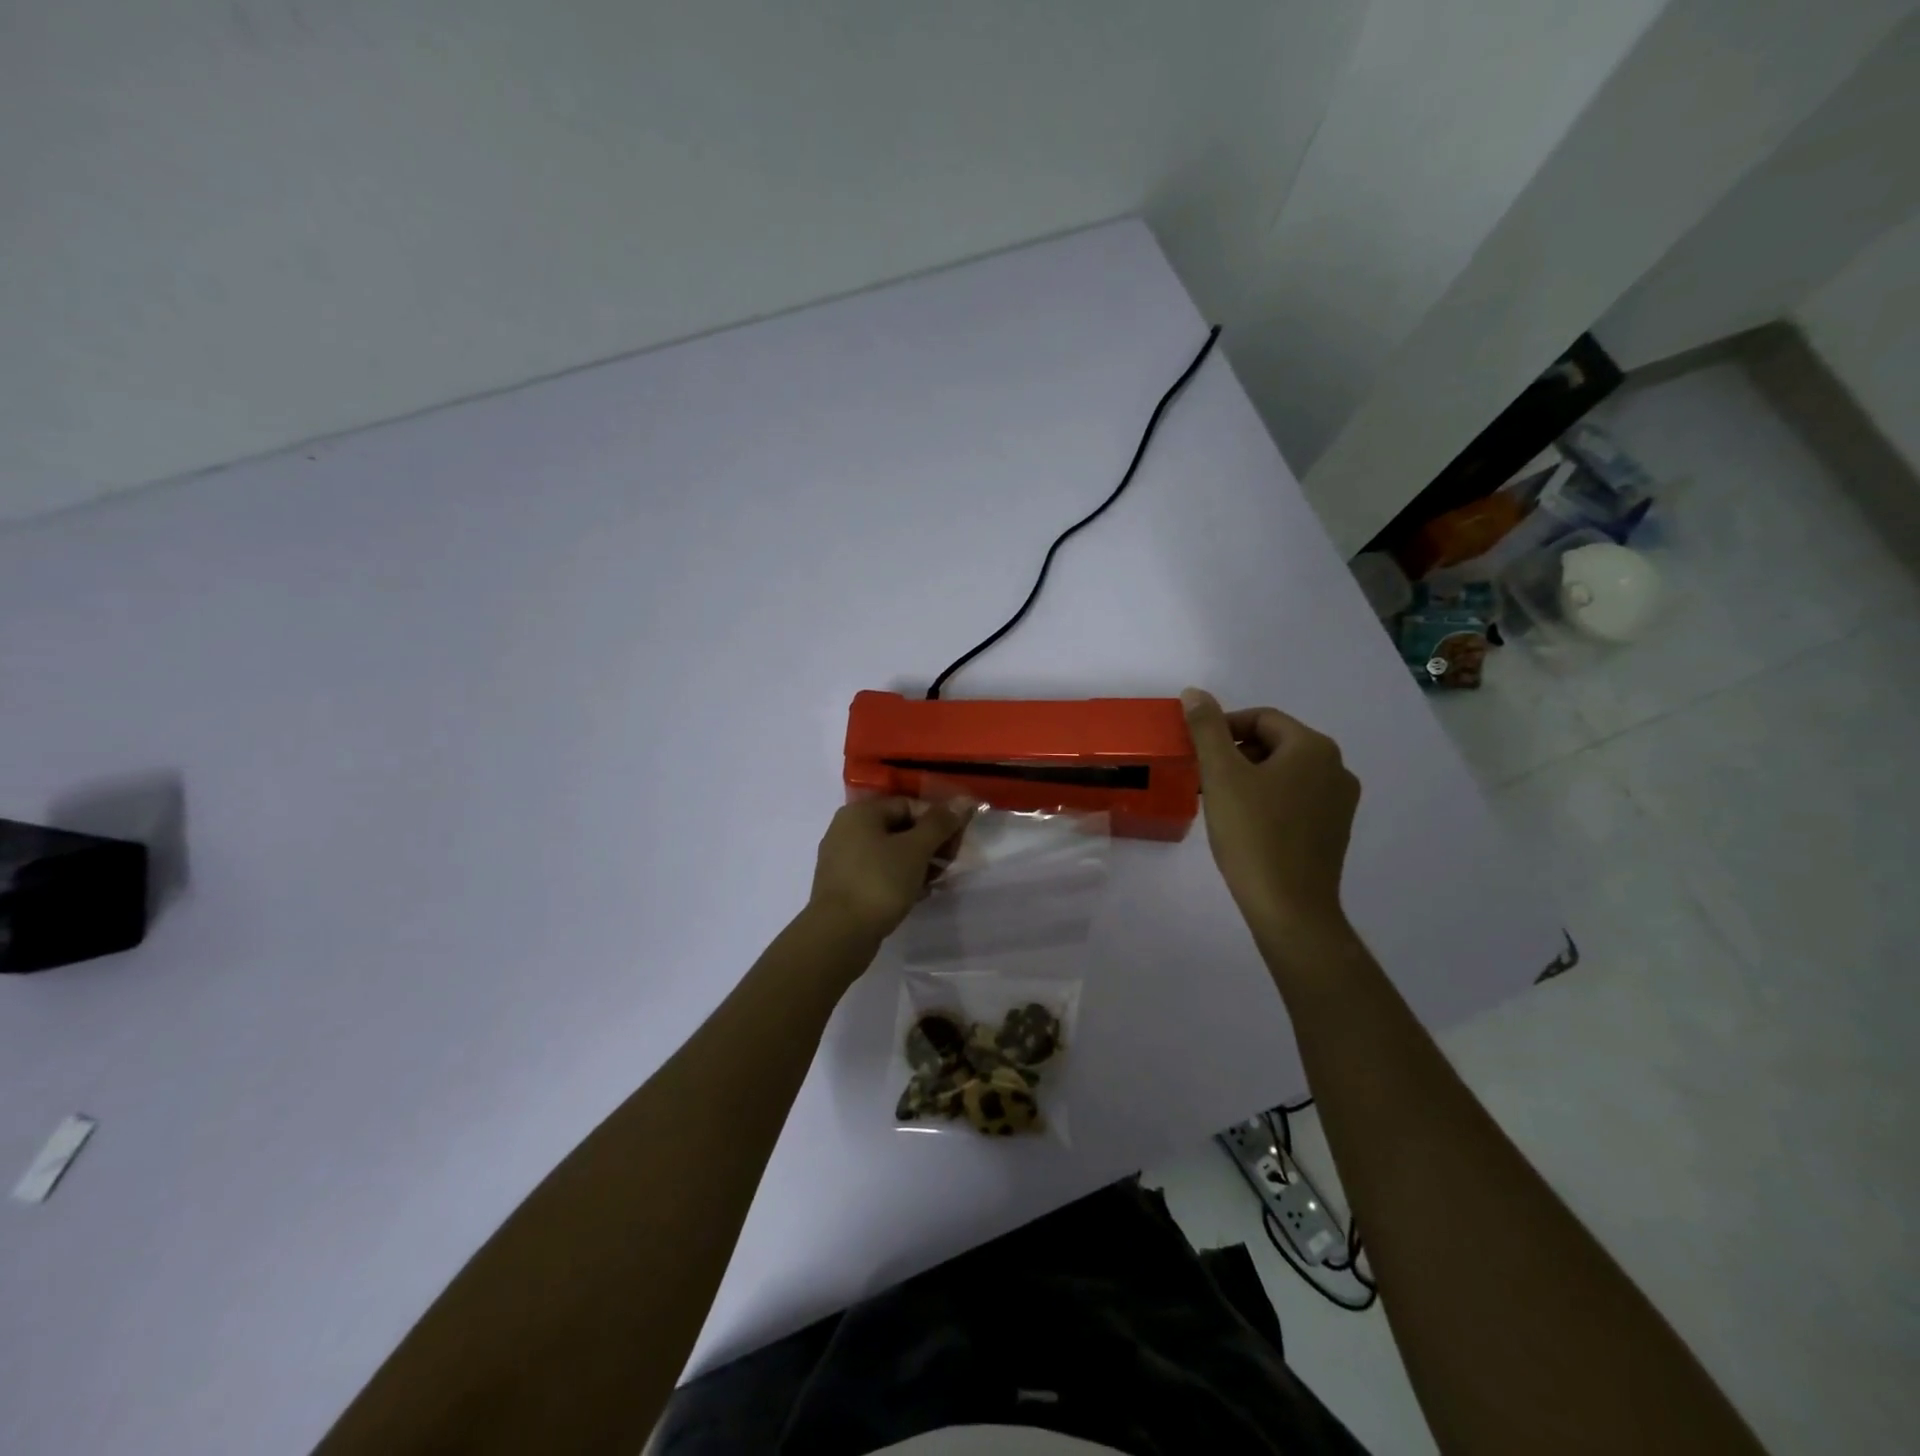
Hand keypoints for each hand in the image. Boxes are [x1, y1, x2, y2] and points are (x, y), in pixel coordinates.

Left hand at [808, 795, 975, 943]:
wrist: (839, 934)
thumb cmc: (879, 882)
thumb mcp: (916, 849)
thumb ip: (940, 823)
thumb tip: (964, 800)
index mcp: (861, 812)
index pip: (909, 804)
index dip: (938, 820)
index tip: (957, 844)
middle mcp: (847, 829)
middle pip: (900, 827)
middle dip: (930, 844)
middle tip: (949, 864)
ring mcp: (842, 859)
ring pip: (890, 852)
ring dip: (918, 863)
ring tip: (936, 881)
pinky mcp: (843, 885)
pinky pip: (878, 872)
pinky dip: (900, 878)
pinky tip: (918, 894)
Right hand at [1181, 688, 1359, 937]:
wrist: (1289, 907)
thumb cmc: (1253, 835)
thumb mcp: (1221, 776)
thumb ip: (1206, 729)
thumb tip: (1195, 692)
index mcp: (1313, 747)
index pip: (1261, 718)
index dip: (1223, 728)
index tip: (1196, 752)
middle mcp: (1336, 767)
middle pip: (1275, 743)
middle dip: (1236, 754)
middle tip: (1204, 777)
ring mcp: (1340, 802)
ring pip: (1285, 773)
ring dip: (1250, 777)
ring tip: (1220, 801)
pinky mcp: (1334, 830)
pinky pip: (1296, 800)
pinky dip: (1268, 801)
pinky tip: (1245, 824)